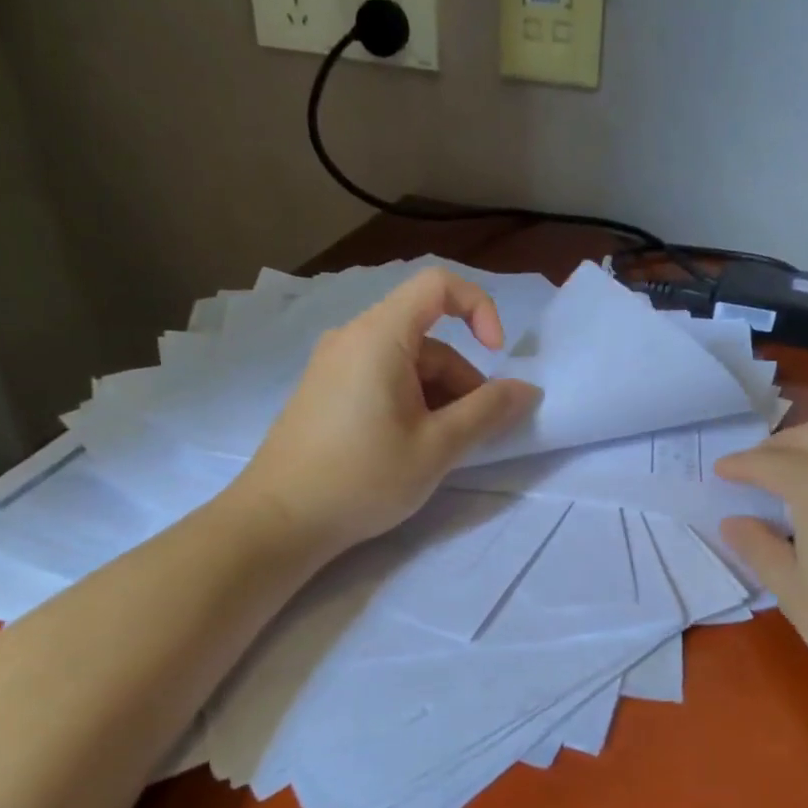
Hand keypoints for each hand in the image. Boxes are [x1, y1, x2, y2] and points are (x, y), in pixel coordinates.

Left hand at [239, 268, 540, 552]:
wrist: (279, 521)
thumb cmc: (362, 478)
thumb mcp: (437, 447)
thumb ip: (488, 412)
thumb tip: (527, 389)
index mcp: (379, 336)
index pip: (438, 285)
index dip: (479, 308)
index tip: (496, 356)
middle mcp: (353, 338)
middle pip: (427, 337)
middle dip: (461, 378)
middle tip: (472, 433)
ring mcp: (334, 365)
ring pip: (406, 363)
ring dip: (438, 396)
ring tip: (440, 449)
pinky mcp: (325, 391)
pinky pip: (381, 378)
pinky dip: (410, 401)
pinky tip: (411, 447)